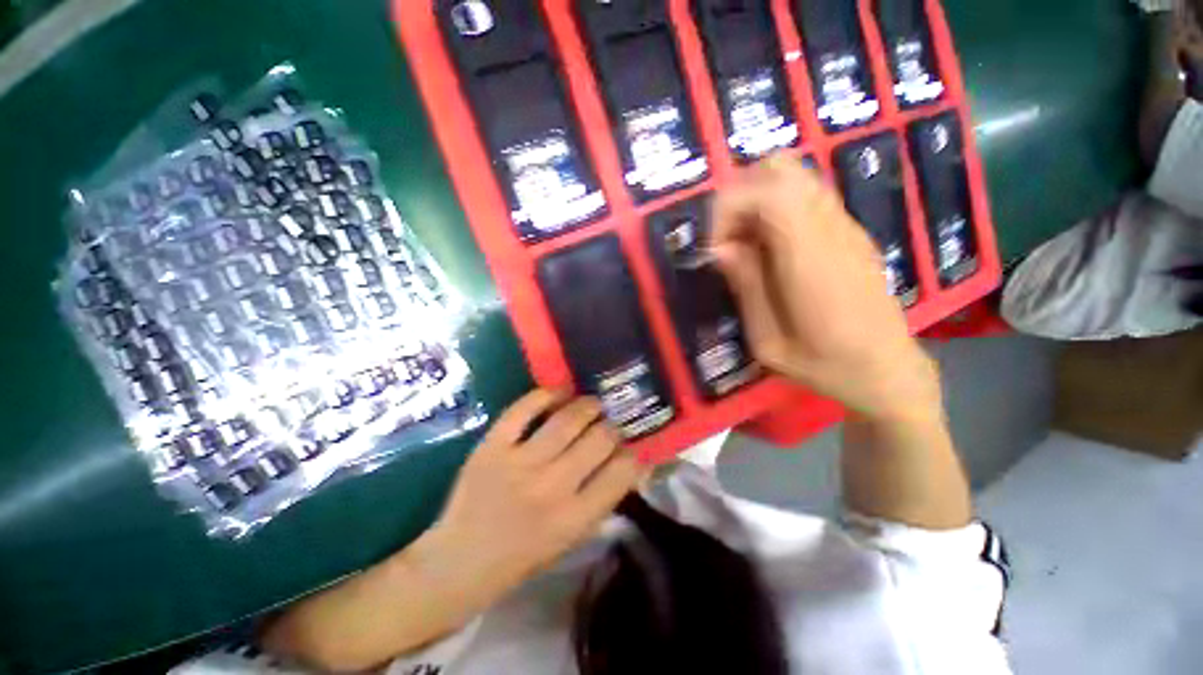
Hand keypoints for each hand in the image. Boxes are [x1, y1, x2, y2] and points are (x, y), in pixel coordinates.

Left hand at [425, 390, 646, 595]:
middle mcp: (550, 488)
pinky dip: (547, 394)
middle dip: (612, 426)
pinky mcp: (492, 446)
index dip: (633, 453)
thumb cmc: (523, 556)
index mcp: (573, 518)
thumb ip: (603, 499)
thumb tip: (634, 461)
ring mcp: (518, 463)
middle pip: (600, 438)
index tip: (630, 445)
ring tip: (592, 405)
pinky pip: (524, 408)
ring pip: (568, 419)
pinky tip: (560, 392)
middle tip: (609, 423)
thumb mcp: (572, 539)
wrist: (460, 561)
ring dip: (588, 405)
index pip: (622, 472)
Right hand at [711, 155, 940, 422]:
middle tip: (729, 239)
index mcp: (811, 259)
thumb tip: (721, 248)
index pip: (768, 193)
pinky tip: (771, 248)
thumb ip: (746, 288)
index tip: (716, 251)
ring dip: (757, 199)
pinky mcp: (851, 230)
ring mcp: (846, 225)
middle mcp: (832, 229)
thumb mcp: (768, 342)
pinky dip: (776, 208)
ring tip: (746, 244)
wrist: (888, 371)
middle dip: (739, 195)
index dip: (729, 209)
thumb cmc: (824, 366)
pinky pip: (806, 195)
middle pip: (781, 168)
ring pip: (794, 174)